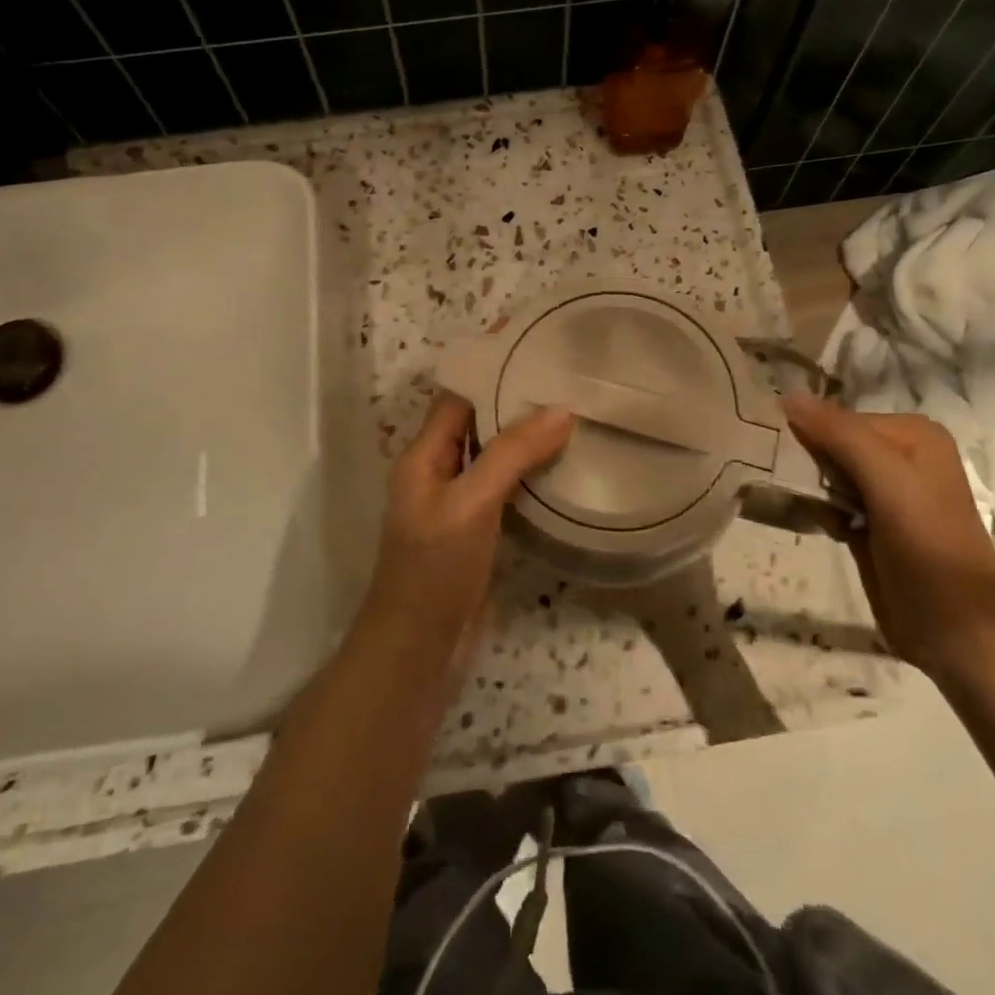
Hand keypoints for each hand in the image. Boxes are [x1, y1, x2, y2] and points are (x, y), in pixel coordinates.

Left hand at [363, 392, 573, 657]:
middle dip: (516, 397)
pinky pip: (507, 486)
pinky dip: (532, 471)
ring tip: (576, 411)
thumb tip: (561, 409)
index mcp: (423, 455)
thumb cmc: (435, 570)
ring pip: (496, 454)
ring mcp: (459, 502)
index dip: (490, 366)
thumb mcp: (471, 504)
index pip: (458, 395)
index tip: (531, 343)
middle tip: (566, 376)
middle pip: (478, 420)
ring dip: (528, 435)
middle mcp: (439, 470)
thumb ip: (512, 454)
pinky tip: (566, 465)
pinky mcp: (479, 529)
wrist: (419, 650)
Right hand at [782, 395, 994, 681]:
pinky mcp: (872, 525)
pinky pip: (831, 502)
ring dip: (810, 487)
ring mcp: (887, 493)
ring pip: (828, 473)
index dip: (809, 433)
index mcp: (913, 434)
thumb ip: (839, 434)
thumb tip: (786, 395)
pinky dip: (820, 510)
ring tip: (806, 504)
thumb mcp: (886, 478)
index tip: (781, 453)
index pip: (839, 417)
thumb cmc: (927, 545)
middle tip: (790, 480)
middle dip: (809, 461)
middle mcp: (901, 456)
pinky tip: (824, 526)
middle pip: (833, 442)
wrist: (959, 631)